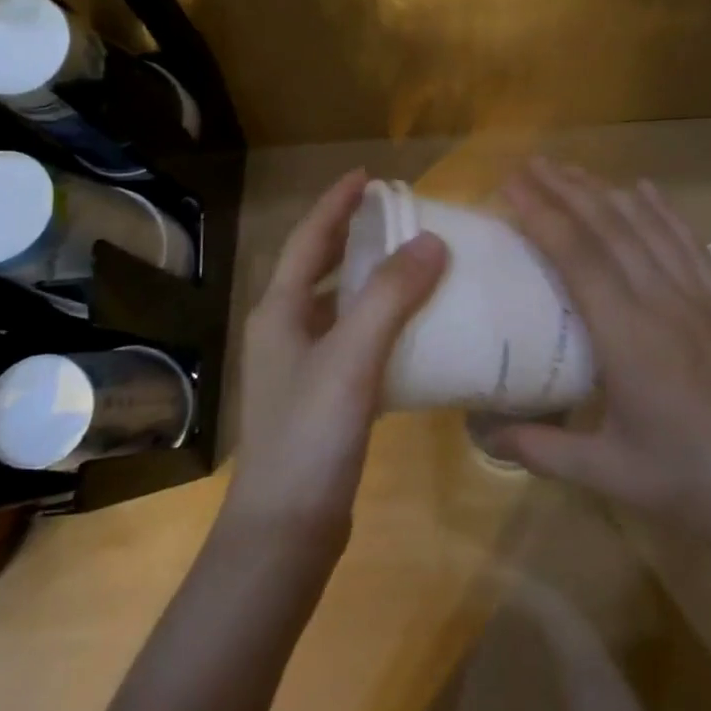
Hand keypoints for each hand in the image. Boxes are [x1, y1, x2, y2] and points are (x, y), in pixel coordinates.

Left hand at [223, 170, 446, 548]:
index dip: (337, 204)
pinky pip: (355, 342)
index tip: (369, 176)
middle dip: (354, 236)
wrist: (285, 533)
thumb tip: (431, 241)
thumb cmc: (310, 437)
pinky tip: (414, 331)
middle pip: (320, 267)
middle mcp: (285, 331)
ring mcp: (301, 367)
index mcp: (280, 311)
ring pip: (339, 306)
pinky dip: (381, 324)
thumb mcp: (351, 359)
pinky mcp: (323, 397)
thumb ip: (390, 297)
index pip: (309, 239)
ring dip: (371, 280)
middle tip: (397, 215)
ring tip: (413, 264)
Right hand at [484, 160, 710, 557]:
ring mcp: (699, 298)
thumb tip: (481, 431)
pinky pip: (689, 243)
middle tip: (530, 163)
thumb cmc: (687, 481)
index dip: (543, 214)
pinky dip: (662, 211)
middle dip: (566, 189)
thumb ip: (538, 447)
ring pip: (647, 227)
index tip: (512, 184)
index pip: (578, 257)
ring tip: (571, 169)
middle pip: (609, 229)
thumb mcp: (605, 472)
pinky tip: (644, 190)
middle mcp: (662, 302)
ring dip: (606, 192)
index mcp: (627, 337)